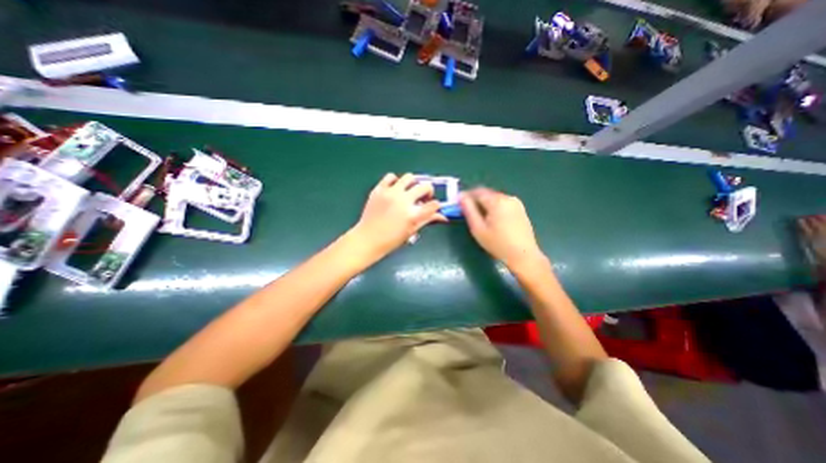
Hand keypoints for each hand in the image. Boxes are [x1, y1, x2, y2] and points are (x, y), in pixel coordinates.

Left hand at [351, 174, 449, 260]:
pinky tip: (395, 189)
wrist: (367, 239)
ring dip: (413, 184)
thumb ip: (427, 220)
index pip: (434, 204)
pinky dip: (396, 181)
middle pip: (425, 186)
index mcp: (413, 215)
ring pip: (409, 177)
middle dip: (428, 192)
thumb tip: (442, 216)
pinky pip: (390, 176)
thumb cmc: (391, 240)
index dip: (436, 206)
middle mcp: (403, 201)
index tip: (432, 207)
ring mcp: (390, 193)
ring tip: (409, 192)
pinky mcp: (379, 189)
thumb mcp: (412, 231)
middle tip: (423, 198)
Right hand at [458, 188, 546, 272]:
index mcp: (497, 201)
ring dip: (485, 205)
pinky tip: (493, 222)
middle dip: (476, 201)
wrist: (523, 256)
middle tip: (468, 214)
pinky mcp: (520, 210)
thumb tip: (461, 196)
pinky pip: (503, 204)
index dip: (466, 196)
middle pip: (487, 194)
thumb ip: (468, 210)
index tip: (459, 205)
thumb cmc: (498, 244)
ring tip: (480, 219)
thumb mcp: (478, 228)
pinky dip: (494, 209)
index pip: (477, 191)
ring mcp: (516, 203)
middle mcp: (508, 197)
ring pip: (495, 199)